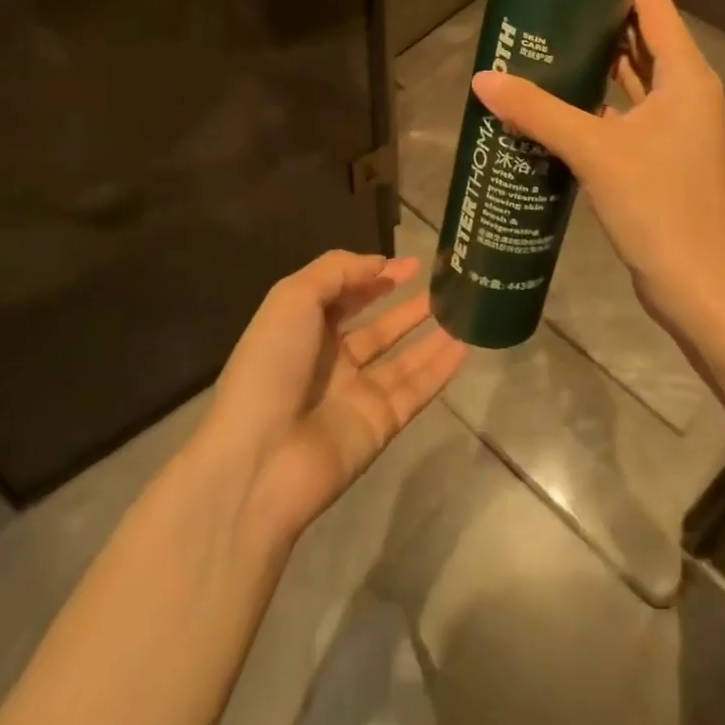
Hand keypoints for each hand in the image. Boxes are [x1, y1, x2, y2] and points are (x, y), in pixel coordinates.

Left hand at [204, 251, 464, 543]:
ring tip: (464, 311)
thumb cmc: (271, 366)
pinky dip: (439, 370)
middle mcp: (331, 361)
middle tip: (445, 286)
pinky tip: (464, 347)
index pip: (346, 296)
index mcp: (303, 329)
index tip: (413, 264)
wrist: (260, 461)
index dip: (376, 277)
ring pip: (403, 359)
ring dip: (430, 335)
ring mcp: (357, 395)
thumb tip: (380, 263)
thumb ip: (337, 271)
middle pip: (378, 328)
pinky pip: (416, 391)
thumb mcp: (293, 298)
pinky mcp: (380, 425)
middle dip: (407, 307)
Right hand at [470, 0, 724, 335]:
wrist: (699, 286)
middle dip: (596, 21)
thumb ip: (538, 111)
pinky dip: (596, 101)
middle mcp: (685, 91)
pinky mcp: (660, 155)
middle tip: (543, 11)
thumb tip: (483, 79)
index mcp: (685, 75)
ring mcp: (675, 126)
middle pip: (641, 37)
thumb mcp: (595, 150)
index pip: (654, 5)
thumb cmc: (659, 205)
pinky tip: (556, 103)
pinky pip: (625, 111)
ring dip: (594, 62)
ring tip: (542, 48)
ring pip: (632, 77)